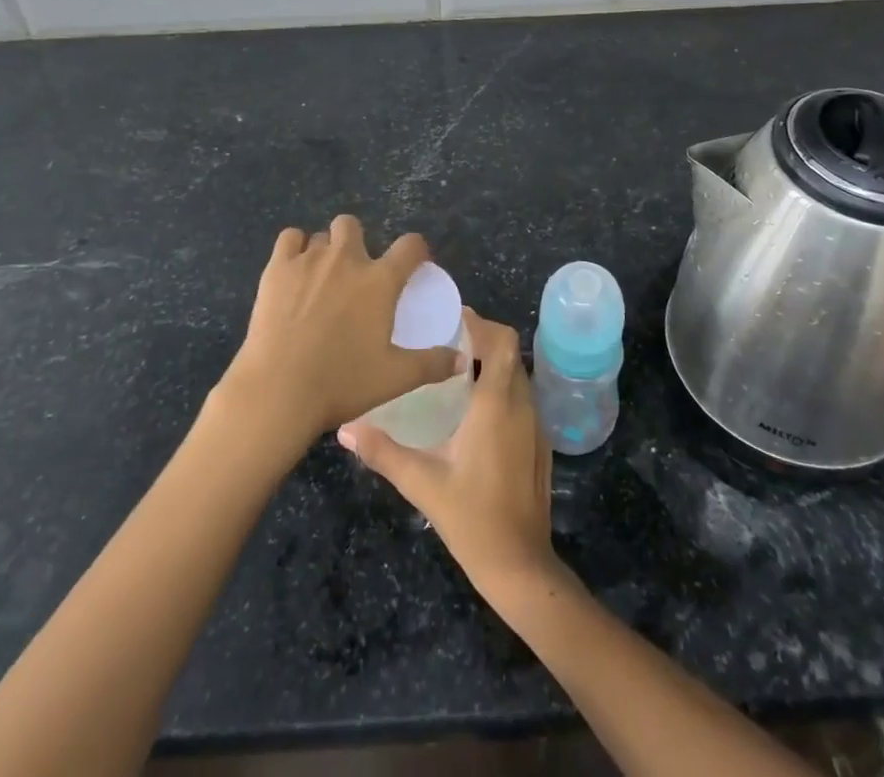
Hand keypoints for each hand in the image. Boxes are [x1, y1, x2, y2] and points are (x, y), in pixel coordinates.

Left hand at [217, 215, 459, 449]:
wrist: (278, 390)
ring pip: (322, 235)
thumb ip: (431, 364)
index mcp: (380, 281)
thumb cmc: (342, 383)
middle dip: (357, 242)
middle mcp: (347, 260)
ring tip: (322, 278)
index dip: (417, 250)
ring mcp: (309, 260)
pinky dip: (295, 248)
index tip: (415, 264)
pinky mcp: (277, 268)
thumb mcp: (395, 378)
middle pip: (354, 226)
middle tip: (355, 275)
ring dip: (326, 249)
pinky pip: (290, 238)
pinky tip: (294, 270)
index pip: (410, 246)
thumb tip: (461, 360)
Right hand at [338, 314, 556, 599]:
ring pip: (517, 374)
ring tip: (454, 368)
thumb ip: (382, 451)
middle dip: (482, 339)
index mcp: (496, 403)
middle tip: (445, 341)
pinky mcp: (539, 443)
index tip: (450, 319)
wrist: (520, 565)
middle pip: (509, 352)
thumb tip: (345, 429)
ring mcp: (535, 425)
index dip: (480, 323)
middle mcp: (521, 405)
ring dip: (492, 363)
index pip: (502, 341)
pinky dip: (501, 387)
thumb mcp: (421, 482)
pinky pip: (522, 397)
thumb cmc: (471, 518)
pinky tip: (474, 408)